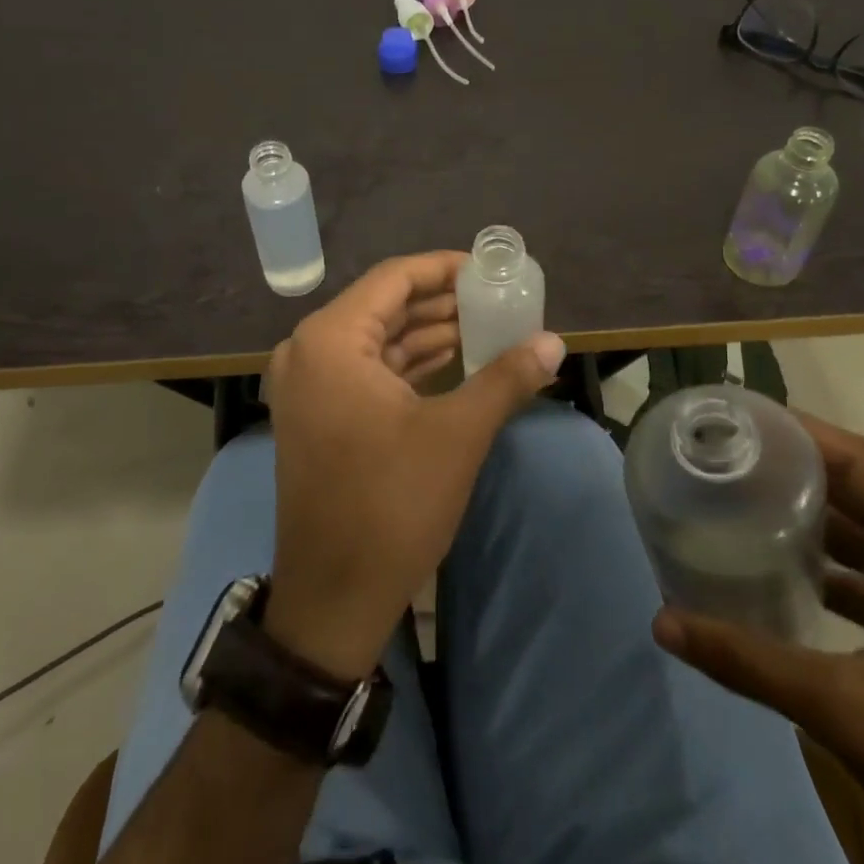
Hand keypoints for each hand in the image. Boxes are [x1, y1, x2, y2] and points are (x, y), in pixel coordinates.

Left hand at [262, 252, 565, 679]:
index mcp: (331, 340)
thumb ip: (506, 378)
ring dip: (428, 334)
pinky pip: (366, 370)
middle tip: (497, 300)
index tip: (490, 270)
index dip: (444, 269)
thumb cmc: (392, 503)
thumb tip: (555, 342)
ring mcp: (308, 385)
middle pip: (384, 307)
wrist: (334, 595)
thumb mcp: (458, 434)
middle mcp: (308, 351)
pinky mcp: (317, 415)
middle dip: (441, 303)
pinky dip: (408, 364)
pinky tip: (453, 362)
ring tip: (487, 327)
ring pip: (376, 340)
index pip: (394, 279)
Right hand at [653, 414, 863, 863]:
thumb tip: (661, 622)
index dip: (799, 434)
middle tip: (724, 451)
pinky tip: (776, 566)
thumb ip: (747, 660)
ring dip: (809, 513)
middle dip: (795, 466)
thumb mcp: (844, 710)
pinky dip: (827, 561)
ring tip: (739, 493)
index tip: (736, 419)